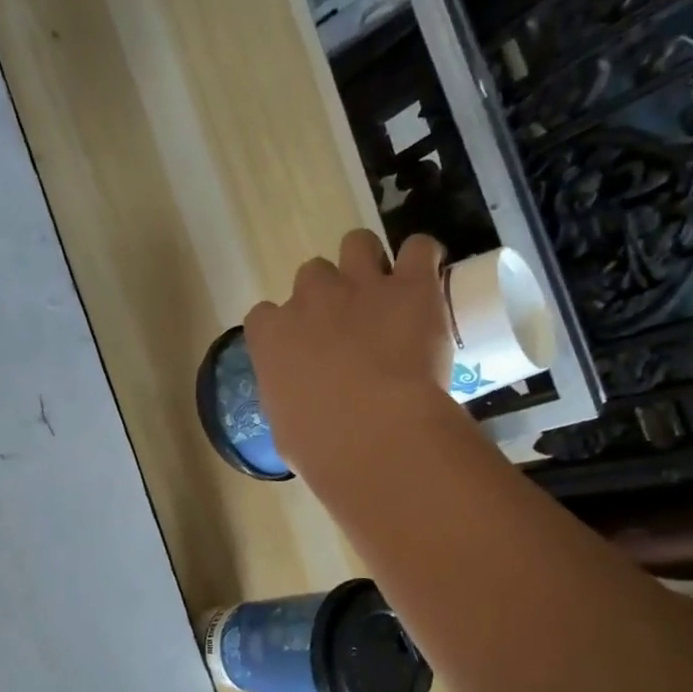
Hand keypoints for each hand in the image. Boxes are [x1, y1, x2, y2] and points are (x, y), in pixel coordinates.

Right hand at [243, 230, 454, 478]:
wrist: (376, 437)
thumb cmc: (323, 448)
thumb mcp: (287, 430)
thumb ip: (290, 401)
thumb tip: (305, 403)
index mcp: (272, 336)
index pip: (266, 316)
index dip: (287, 329)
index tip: (304, 351)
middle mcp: (311, 299)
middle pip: (312, 275)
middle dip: (329, 296)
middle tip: (351, 328)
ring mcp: (361, 285)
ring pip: (358, 243)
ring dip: (370, 263)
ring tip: (388, 293)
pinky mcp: (412, 286)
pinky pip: (419, 248)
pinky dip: (423, 260)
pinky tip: (427, 282)